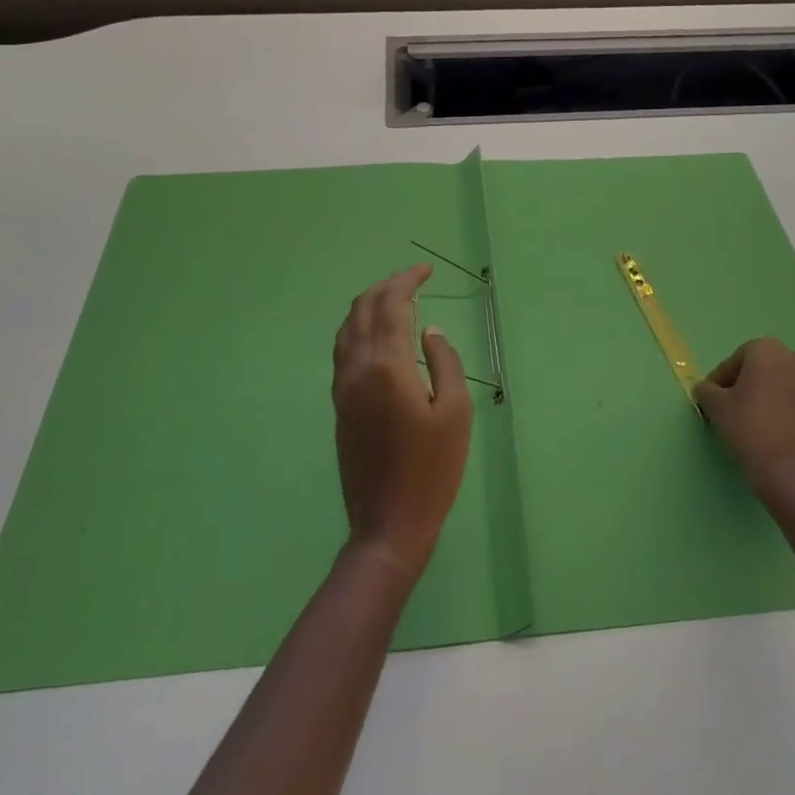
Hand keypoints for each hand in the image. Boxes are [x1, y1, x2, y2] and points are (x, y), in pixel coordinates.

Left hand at [331, 264, 473, 580]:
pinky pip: (343, 350)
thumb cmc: (433, 470)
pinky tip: (376, 334)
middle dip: (386, 286)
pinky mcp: (340, 405)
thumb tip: (430, 331)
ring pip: (347, 328)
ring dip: (368, 305)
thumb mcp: (455, 413)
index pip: (391, 305)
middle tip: (413, 279)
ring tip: (395, 298)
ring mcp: (343, 387)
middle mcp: (356, 368)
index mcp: (386, 366)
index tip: (426, 269)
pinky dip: (358, 328)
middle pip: (362, 309)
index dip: (407, 280)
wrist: (388, 524)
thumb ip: (445, 362)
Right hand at [695, 338, 794, 501]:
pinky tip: (770, 434)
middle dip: (744, 385)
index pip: (735, 360)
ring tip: (749, 424)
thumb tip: (707, 390)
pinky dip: (782, 412)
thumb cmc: (751, 429)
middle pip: (761, 369)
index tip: (709, 400)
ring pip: (780, 386)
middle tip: (728, 409)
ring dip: (764, 398)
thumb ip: (707, 391)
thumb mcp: (717, 408)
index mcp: (768, 350)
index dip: (719, 380)